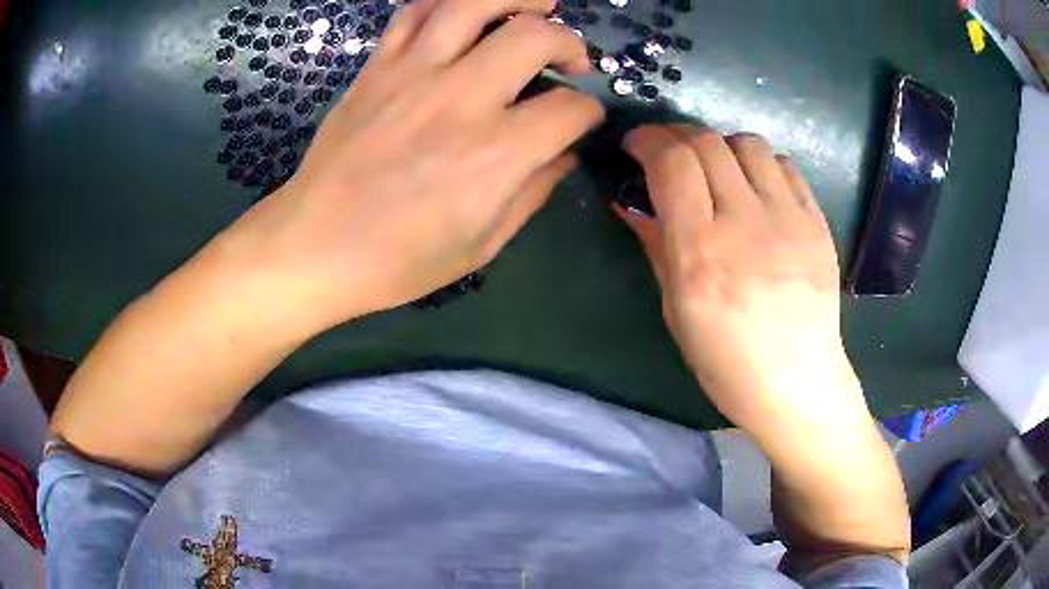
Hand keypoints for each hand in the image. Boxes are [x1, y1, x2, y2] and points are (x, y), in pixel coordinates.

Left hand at [223, 0, 603, 329]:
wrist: (314, 245)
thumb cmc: (398, 259)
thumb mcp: (481, 245)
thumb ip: (533, 192)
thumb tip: (564, 153)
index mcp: (494, 155)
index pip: (569, 110)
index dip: (588, 112)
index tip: (581, 119)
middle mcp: (460, 100)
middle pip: (534, 37)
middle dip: (569, 43)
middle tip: (570, 62)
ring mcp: (412, 75)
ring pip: (474, 4)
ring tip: (538, 6)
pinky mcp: (377, 68)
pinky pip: (415, 13)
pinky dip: (449, 3)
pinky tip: (467, 14)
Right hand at [617, 125, 870, 439]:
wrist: (799, 382)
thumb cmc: (728, 362)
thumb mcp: (677, 311)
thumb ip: (656, 247)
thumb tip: (629, 204)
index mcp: (702, 253)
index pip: (672, 163)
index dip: (648, 141)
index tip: (636, 145)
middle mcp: (746, 223)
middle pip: (707, 142)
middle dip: (676, 134)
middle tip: (667, 150)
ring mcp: (788, 219)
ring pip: (748, 143)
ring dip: (720, 144)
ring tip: (714, 167)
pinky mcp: (816, 222)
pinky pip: (784, 166)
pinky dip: (760, 164)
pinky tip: (754, 186)